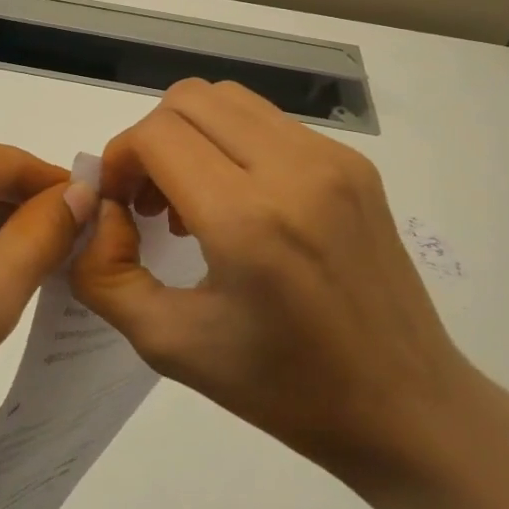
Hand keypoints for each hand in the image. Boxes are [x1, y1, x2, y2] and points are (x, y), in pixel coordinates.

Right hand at [71, 79, 493, 489]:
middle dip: (150, 141)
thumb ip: (105, 274)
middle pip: (188, 99)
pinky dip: (231, 144)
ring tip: (191, 201)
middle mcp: (294, 170)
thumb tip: (100, 212)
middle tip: (148, 201)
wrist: (409, 408)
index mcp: (248, 220)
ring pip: (229, 100)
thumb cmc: (285, 388)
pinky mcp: (354, 164)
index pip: (156, 135)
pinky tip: (238, 204)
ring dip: (190, 136)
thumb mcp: (170, 344)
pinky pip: (268, 123)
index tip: (120, 207)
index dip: (119, 160)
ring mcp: (332, 160)